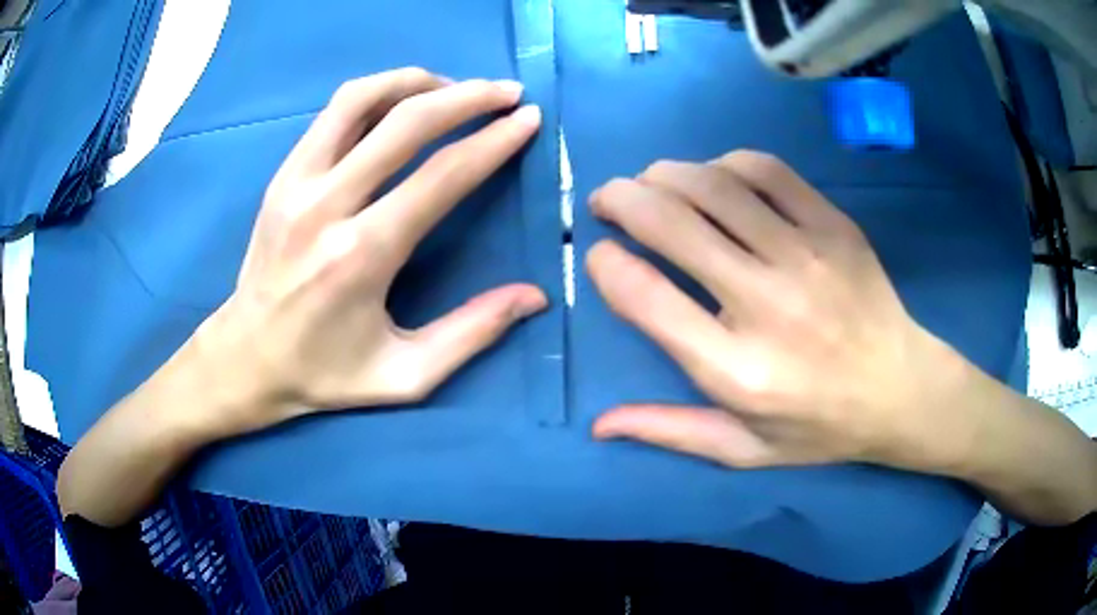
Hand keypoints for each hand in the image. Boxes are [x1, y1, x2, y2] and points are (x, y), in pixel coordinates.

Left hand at [195, 68, 546, 432]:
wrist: (246, 359)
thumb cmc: (324, 374)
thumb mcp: (405, 376)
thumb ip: (472, 334)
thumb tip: (534, 296)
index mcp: (362, 257)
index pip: (442, 176)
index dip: (493, 141)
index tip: (529, 119)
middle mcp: (327, 206)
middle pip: (406, 122)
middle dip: (468, 97)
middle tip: (508, 91)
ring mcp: (297, 183)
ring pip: (361, 99)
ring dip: (417, 81)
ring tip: (454, 87)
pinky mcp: (281, 176)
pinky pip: (333, 113)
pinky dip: (377, 93)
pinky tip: (402, 101)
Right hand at [586, 151, 969, 470]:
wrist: (901, 391)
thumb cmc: (819, 427)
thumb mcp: (742, 450)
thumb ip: (669, 431)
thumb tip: (599, 424)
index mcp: (737, 370)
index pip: (645, 297)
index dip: (607, 265)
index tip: (601, 255)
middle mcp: (767, 304)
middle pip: (671, 224)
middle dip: (621, 200)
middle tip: (607, 200)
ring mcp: (806, 256)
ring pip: (713, 186)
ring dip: (665, 175)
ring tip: (651, 183)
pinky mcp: (834, 226)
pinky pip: (767, 172)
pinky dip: (726, 165)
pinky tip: (716, 178)